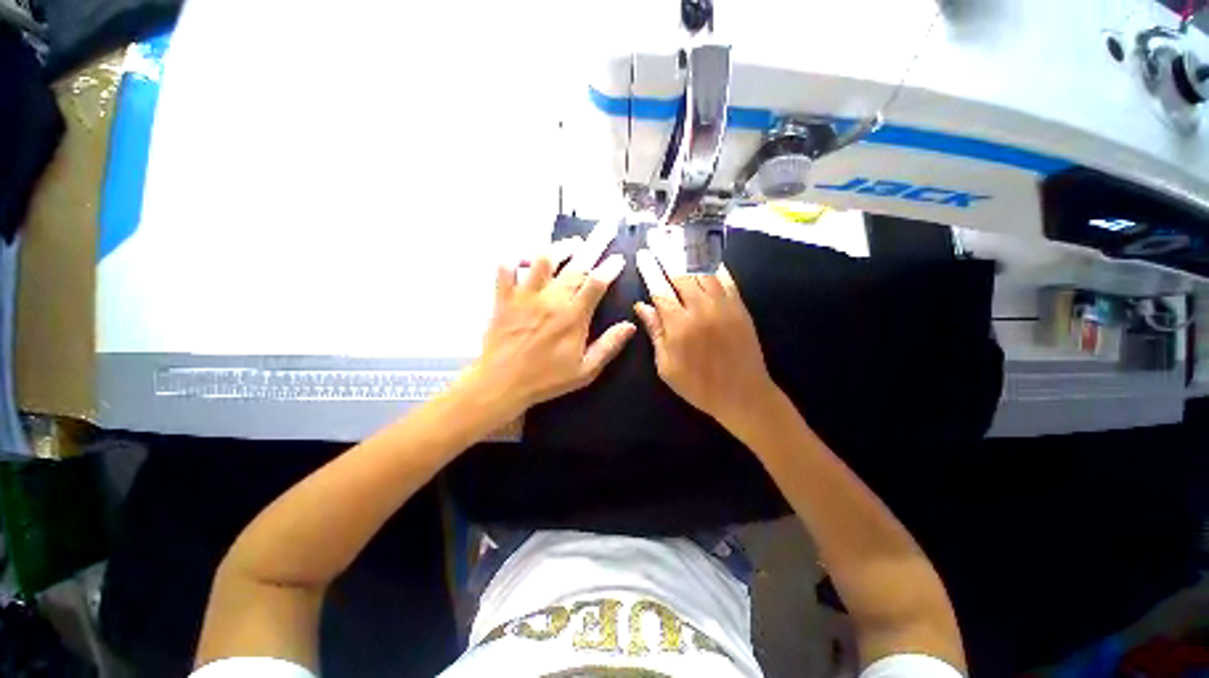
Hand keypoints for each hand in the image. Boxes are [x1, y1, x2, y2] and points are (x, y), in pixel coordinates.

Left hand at [472, 226, 635, 416]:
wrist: (502, 383)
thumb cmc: (546, 379)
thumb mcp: (585, 370)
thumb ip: (609, 346)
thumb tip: (630, 325)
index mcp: (573, 316)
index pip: (597, 283)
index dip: (610, 267)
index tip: (619, 258)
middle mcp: (552, 299)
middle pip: (577, 264)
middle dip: (595, 244)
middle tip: (606, 228)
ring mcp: (526, 295)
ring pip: (544, 258)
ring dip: (560, 246)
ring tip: (573, 243)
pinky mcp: (504, 297)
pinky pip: (506, 268)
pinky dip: (516, 258)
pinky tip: (526, 257)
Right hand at [633, 243, 776, 428]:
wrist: (743, 394)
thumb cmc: (698, 386)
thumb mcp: (667, 366)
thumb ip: (655, 333)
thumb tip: (641, 306)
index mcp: (679, 325)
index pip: (660, 289)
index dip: (649, 270)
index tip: (642, 255)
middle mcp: (700, 308)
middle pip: (680, 273)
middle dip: (667, 253)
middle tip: (658, 237)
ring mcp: (723, 305)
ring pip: (703, 271)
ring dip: (689, 252)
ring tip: (678, 237)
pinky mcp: (740, 307)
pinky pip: (727, 279)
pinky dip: (715, 265)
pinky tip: (707, 255)